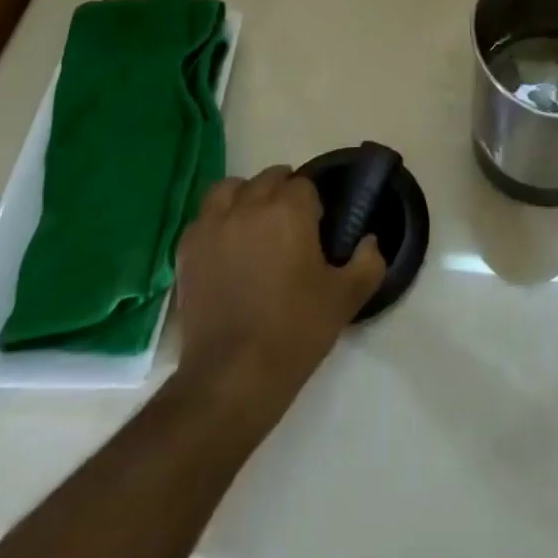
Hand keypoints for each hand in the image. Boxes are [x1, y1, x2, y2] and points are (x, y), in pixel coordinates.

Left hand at [173, 166, 384, 420]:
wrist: (232, 378)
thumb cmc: (294, 332)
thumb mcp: (346, 298)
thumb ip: (368, 262)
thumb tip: (370, 241)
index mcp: (290, 209)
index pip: (304, 184)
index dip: (313, 204)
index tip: (316, 230)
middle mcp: (250, 205)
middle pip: (269, 179)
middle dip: (283, 194)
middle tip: (291, 229)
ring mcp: (213, 225)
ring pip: (231, 189)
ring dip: (246, 197)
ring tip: (254, 225)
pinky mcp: (188, 249)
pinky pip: (204, 217)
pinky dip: (217, 221)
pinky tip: (227, 246)